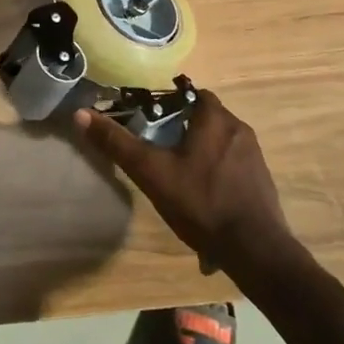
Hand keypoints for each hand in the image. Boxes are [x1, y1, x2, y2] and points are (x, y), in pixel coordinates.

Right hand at [73, 91, 289, 270]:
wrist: (255, 250)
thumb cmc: (201, 202)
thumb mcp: (152, 172)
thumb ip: (118, 144)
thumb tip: (81, 114)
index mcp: (215, 119)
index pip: (193, 93)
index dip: (172, 100)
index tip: (152, 115)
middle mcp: (239, 129)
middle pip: (206, 117)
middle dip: (184, 127)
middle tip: (161, 146)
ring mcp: (255, 156)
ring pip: (221, 142)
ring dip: (202, 150)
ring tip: (180, 173)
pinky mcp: (262, 181)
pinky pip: (234, 165)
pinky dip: (218, 172)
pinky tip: (204, 197)